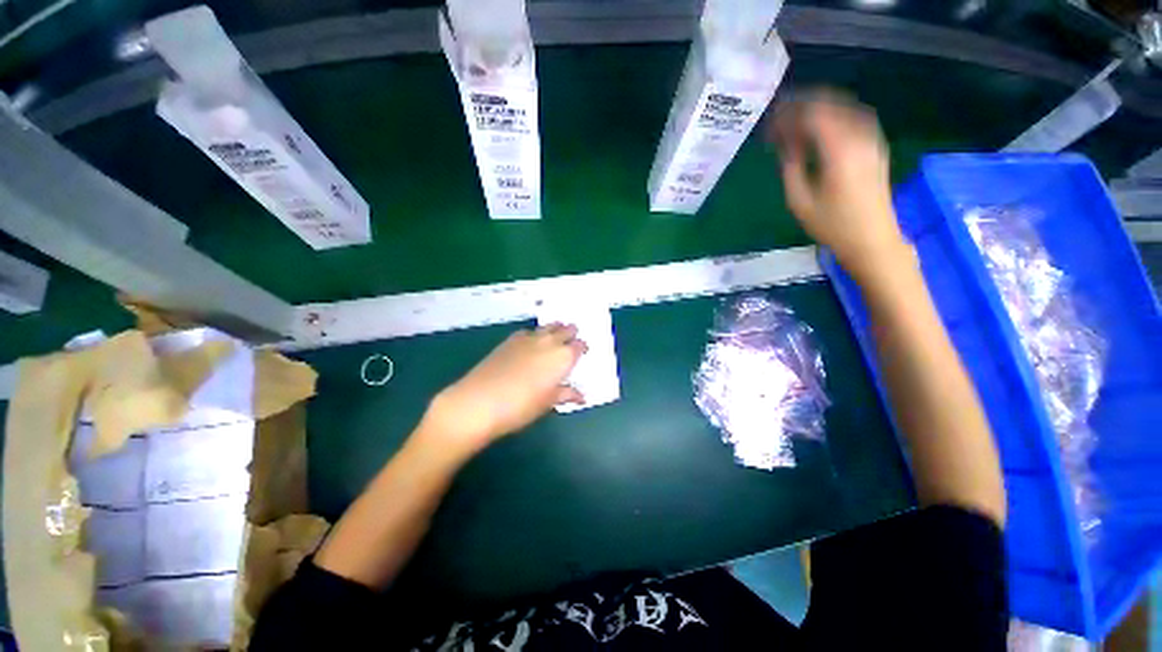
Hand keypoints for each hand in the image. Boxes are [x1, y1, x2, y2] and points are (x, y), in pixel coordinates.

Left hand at [422, 324, 587, 452]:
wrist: (480, 401)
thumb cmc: (521, 407)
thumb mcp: (548, 403)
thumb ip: (566, 394)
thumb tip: (581, 396)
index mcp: (563, 357)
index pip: (579, 345)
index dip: (582, 348)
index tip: (582, 352)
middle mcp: (549, 342)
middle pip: (565, 330)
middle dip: (571, 333)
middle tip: (571, 340)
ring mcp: (529, 338)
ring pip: (548, 327)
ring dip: (554, 329)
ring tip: (555, 336)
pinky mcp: (511, 339)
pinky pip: (529, 331)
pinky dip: (535, 334)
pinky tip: (530, 343)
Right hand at [770, 90, 909, 281]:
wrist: (872, 240)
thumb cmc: (832, 225)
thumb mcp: (800, 201)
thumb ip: (791, 167)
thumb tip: (785, 145)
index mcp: (839, 151)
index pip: (812, 116)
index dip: (789, 114)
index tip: (770, 122)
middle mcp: (860, 138)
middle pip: (830, 105)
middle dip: (802, 107)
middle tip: (780, 117)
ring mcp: (873, 141)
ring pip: (845, 108)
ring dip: (819, 109)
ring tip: (797, 119)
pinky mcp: (877, 148)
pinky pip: (856, 119)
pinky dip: (836, 116)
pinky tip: (822, 128)